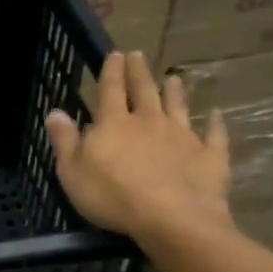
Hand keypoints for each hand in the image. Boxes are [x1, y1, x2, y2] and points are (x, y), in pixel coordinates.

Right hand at [45, 51, 231, 247]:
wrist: (171, 218)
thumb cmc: (112, 196)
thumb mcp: (72, 172)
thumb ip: (65, 141)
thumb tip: (55, 112)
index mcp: (114, 124)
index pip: (110, 90)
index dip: (111, 71)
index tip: (115, 53)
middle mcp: (149, 122)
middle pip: (144, 91)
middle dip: (139, 72)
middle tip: (139, 55)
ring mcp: (182, 137)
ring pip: (178, 107)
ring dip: (175, 92)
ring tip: (174, 78)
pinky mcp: (209, 157)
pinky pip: (213, 136)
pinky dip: (215, 124)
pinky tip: (216, 115)